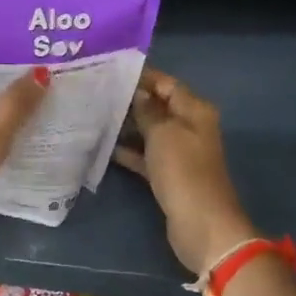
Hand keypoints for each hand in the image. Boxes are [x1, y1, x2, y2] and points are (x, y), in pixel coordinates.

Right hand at [115, 68, 255, 274]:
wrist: (201, 224)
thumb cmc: (183, 171)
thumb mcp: (163, 133)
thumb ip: (148, 111)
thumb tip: (137, 94)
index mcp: (195, 110)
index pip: (167, 83)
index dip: (141, 76)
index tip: (110, 71)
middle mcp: (190, 126)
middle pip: (158, 105)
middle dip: (130, 100)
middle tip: (96, 93)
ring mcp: (180, 151)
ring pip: (150, 130)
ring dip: (127, 125)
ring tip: (94, 115)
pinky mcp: (169, 174)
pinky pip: (146, 155)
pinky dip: (129, 151)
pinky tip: (104, 147)